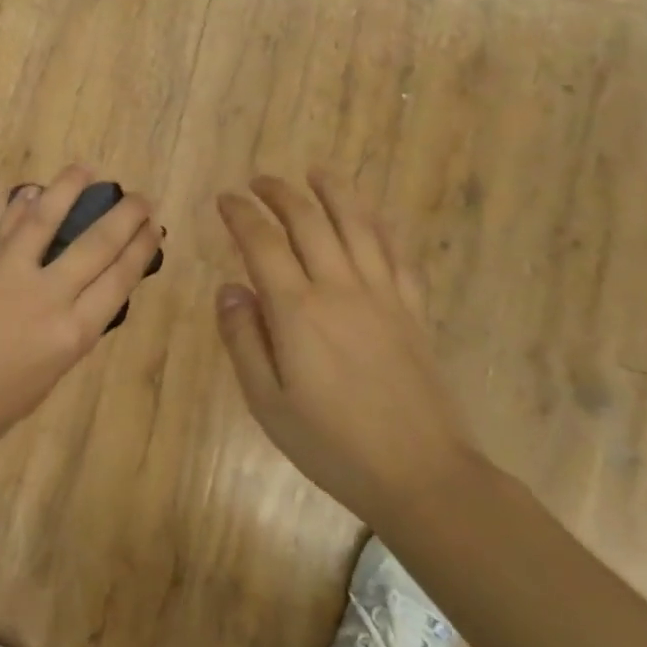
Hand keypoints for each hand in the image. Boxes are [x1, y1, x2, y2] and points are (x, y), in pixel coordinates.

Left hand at [0, 167, 162, 473]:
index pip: (119, 278)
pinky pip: (4, 228)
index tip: (153, 227)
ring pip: (46, 219)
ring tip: (85, 170)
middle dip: (124, 216)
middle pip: (96, 245)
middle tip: (138, 197)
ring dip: (69, 189)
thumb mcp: (47, 374)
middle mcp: (48, 297)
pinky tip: (32, 193)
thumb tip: (79, 291)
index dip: (140, 248)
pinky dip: (21, 207)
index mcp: (73, 335)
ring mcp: (6, 275)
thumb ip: (66, 329)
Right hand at [215, 172, 473, 519]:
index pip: (262, 243)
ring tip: (316, 172)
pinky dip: (379, 226)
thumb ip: (243, 339)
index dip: (240, 215)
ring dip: (334, 192)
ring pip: (357, 225)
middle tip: (259, 181)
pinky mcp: (412, 309)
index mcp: (298, 311)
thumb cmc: (331, 444)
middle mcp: (340, 288)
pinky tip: (370, 217)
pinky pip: (396, 253)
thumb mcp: (267, 401)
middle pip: (309, 222)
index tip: (225, 199)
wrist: (421, 474)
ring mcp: (382, 295)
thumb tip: (229, 287)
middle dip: (280, 193)